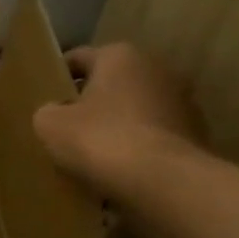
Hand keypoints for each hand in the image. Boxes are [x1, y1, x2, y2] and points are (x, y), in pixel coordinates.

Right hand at [32, 43, 206, 199]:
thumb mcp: (50, 124)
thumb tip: (56, 111)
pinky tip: (118, 169)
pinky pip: (152, 135)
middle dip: (89, 102)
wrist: (164, 180)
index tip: (43, 99)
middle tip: (65, 127)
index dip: (57, 77)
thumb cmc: (100, 139)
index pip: (78, 58)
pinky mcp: (195, 133)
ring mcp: (182, 101)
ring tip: (91, 153)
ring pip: (134, 110)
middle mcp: (157, 69)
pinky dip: (136, 146)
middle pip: (110, 83)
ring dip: (115, 124)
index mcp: (120, 56)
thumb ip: (47, 111)